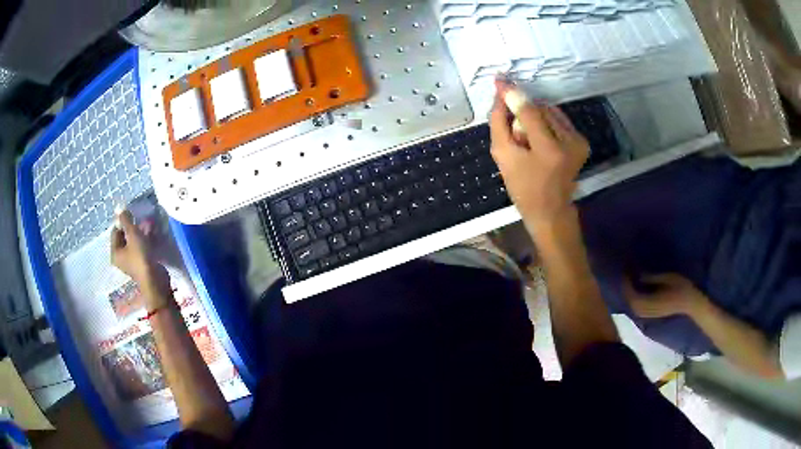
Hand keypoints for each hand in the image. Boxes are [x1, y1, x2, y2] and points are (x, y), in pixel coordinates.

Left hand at [111, 210, 169, 293]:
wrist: (155, 280)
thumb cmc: (140, 257)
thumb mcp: (133, 235)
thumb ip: (126, 221)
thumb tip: (119, 207)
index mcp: (115, 252)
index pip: (115, 231)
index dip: (123, 222)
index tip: (133, 216)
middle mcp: (121, 258)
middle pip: (125, 237)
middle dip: (134, 227)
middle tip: (143, 220)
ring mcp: (132, 262)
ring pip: (134, 242)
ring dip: (141, 233)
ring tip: (150, 226)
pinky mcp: (142, 264)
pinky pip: (141, 249)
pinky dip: (146, 241)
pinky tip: (153, 236)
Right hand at [489, 78, 588, 226]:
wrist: (550, 210)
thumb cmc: (523, 188)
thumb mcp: (502, 157)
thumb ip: (499, 123)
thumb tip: (502, 96)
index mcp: (549, 151)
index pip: (529, 111)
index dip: (513, 94)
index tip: (500, 79)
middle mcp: (570, 142)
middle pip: (539, 108)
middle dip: (523, 115)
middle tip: (517, 136)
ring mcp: (579, 141)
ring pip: (549, 111)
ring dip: (534, 118)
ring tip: (530, 140)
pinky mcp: (582, 141)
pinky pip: (558, 118)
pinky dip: (546, 122)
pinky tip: (541, 139)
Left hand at [624, 273, 706, 317]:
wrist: (692, 304)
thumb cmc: (682, 288)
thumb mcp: (668, 278)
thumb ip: (653, 278)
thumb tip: (639, 275)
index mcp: (650, 302)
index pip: (632, 295)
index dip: (627, 283)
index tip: (626, 270)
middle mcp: (647, 311)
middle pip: (630, 301)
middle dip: (626, 288)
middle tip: (627, 273)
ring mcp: (650, 315)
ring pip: (634, 306)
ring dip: (630, 294)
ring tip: (631, 279)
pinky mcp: (653, 315)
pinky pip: (639, 308)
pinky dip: (635, 299)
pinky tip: (638, 290)